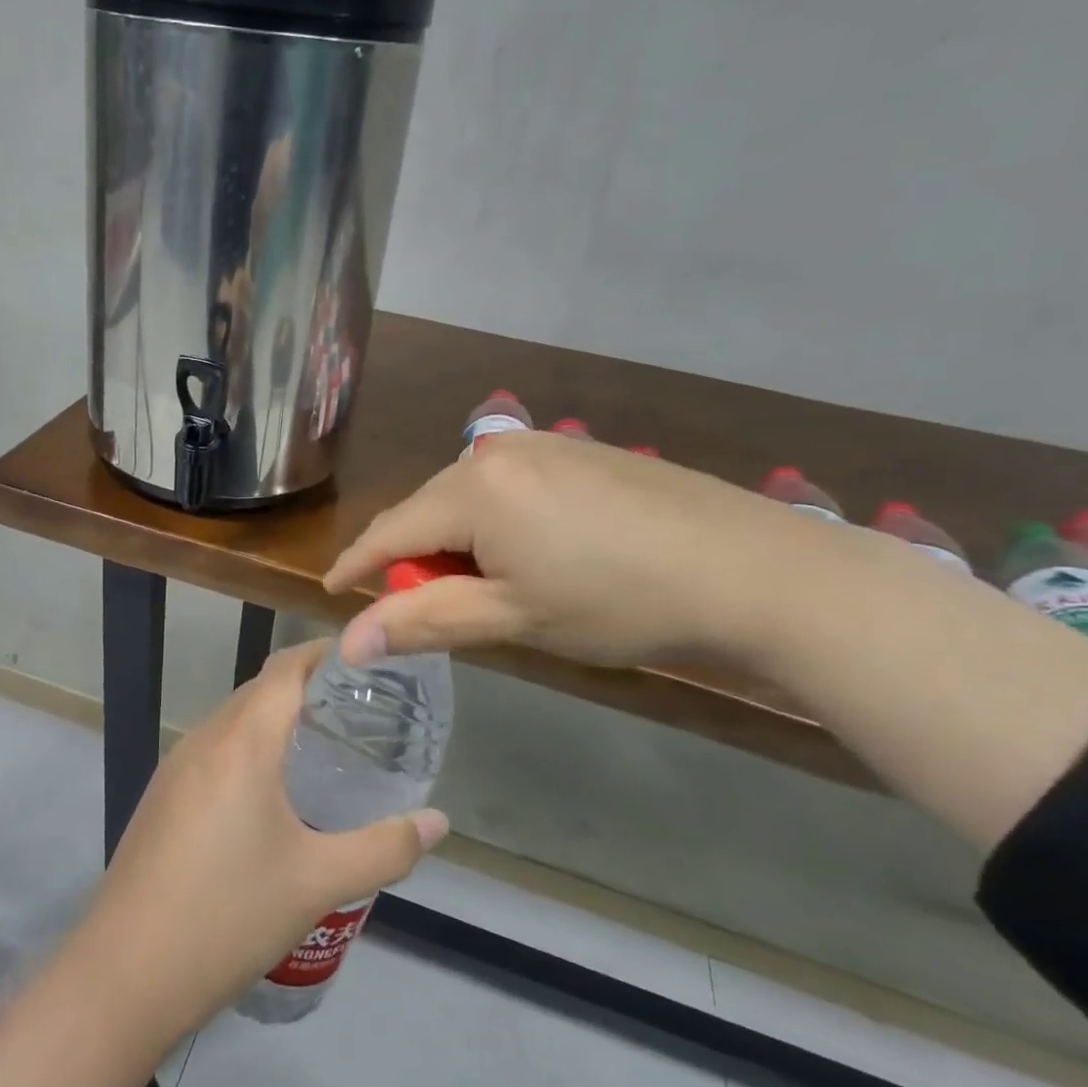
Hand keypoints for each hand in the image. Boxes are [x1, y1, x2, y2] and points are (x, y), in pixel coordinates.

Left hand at [67, 639, 448, 1040]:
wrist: (125, 974)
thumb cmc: (229, 916)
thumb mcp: (318, 883)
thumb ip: (385, 848)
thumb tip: (438, 822)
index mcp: (242, 741)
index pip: (286, 669)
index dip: (324, 655)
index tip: (367, 666)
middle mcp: (205, 739)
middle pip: (260, 690)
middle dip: (308, 690)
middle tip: (359, 715)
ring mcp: (176, 767)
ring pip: (234, 720)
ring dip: (275, 721)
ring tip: (323, 751)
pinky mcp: (162, 796)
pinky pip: (214, 750)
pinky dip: (249, 749)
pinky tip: (271, 795)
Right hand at [324, 430, 811, 670]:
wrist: (753, 570)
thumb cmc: (619, 602)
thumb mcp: (512, 618)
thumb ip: (422, 621)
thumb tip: (348, 642)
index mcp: (473, 487)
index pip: (390, 529)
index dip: (357, 565)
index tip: (334, 593)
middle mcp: (497, 450)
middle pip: (428, 510)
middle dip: (418, 558)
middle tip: (431, 609)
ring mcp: (544, 444)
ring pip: (469, 498)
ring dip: (461, 542)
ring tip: (493, 588)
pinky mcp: (579, 450)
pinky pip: (509, 486)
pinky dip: (498, 523)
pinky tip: (537, 554)